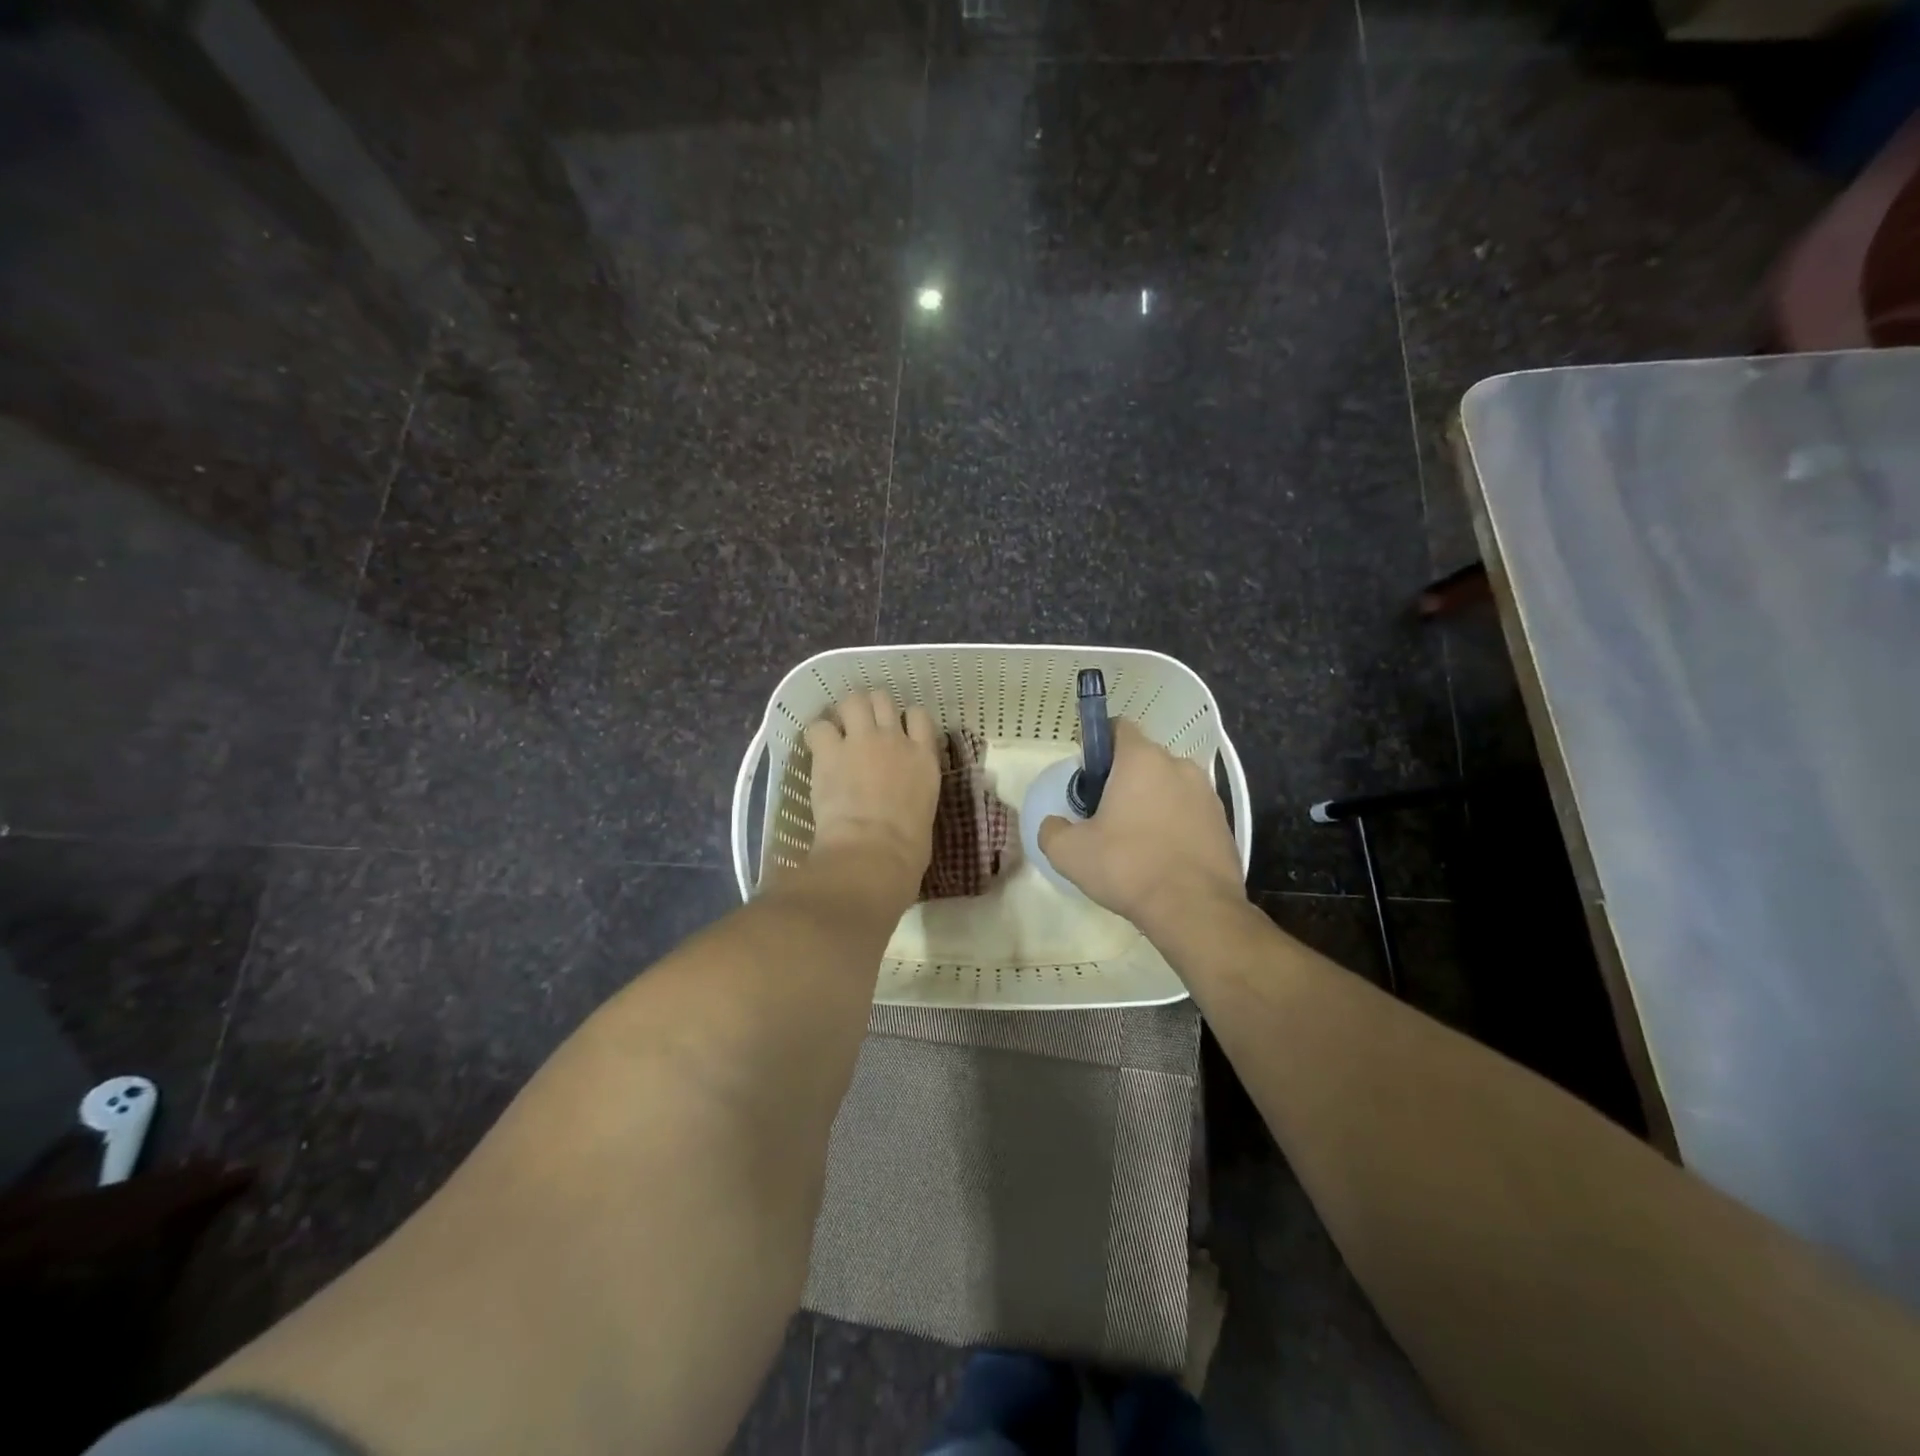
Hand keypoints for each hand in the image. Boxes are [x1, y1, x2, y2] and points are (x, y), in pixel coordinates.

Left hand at [802, 691, 939, 905]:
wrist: (874, 851)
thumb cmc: (908, 849)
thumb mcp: (924, 812)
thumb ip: (914, 794)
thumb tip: (904, 802)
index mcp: (924, 758)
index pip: (919, 716)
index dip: (905, 718)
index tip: (897, 730)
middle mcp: (895, 739)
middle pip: (883, 700)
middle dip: (872, 707)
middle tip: (862, 725)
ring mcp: (862, 740)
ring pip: (853, 701)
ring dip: (845, 712)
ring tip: (838, 729)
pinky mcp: (830, 751)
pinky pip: (819, 727)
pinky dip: (817, 735)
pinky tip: (816, 749)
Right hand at [1038, 719, 1243, 931]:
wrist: (1195, 909)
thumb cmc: (1127, 867)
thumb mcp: (1069, 852)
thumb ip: (1052, 830)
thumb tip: (1054, 824)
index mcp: (1141, 760)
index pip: (1118, 727)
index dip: (1098, 744)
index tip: (1088, 775)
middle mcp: (1178, 765)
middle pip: (1143, 759)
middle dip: (1123, 778)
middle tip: (1104, 813)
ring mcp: (1207, 793)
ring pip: (1168, 785)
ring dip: (1151, 801)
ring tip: (1135, 839)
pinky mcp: (1223, 822)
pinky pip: (1189, 811)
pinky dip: (1173, 823)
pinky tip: (1161, 855)